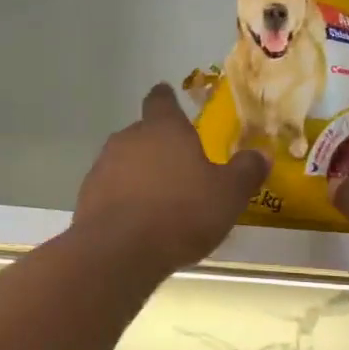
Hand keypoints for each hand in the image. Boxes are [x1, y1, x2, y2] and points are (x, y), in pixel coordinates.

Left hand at [73, 84, 269, 272]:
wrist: (120, 251)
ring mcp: (103, 166)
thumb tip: (261, 153)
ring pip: (125, 162)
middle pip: (144, 133)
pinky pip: (111, 190)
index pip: (162, 100)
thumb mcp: (228, 194)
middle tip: (180, 168)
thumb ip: (245, 171)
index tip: (168, 98)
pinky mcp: (87, 197)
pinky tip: (138, 222)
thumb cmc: (181, 213)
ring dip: (140, 174)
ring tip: (160, 200)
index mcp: (164, 128)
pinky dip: (123, 199)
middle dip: (159, 147)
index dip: (167, 99)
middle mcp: (129, 138)